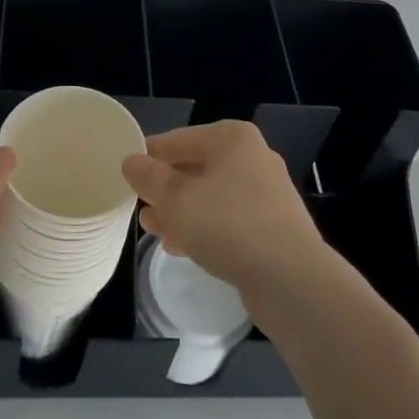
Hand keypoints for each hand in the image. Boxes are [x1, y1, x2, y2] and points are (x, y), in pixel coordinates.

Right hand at [121, 121, 327, 294]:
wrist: (291, 279)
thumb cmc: (229, 225)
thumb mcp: (177, 199)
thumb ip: (150, 178)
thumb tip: (131, 161)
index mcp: (232, 138)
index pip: (178, 140)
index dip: (150, 157)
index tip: (126, 177)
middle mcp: (252, 157)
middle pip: (196, 167)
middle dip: (165, 188)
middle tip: (139, 207)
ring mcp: (265, 193)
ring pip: (210, 196)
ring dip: (181, 211)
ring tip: (153, 230)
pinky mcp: (272, 227)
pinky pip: (227, 220)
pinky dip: (203, 228)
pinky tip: (181, 247)